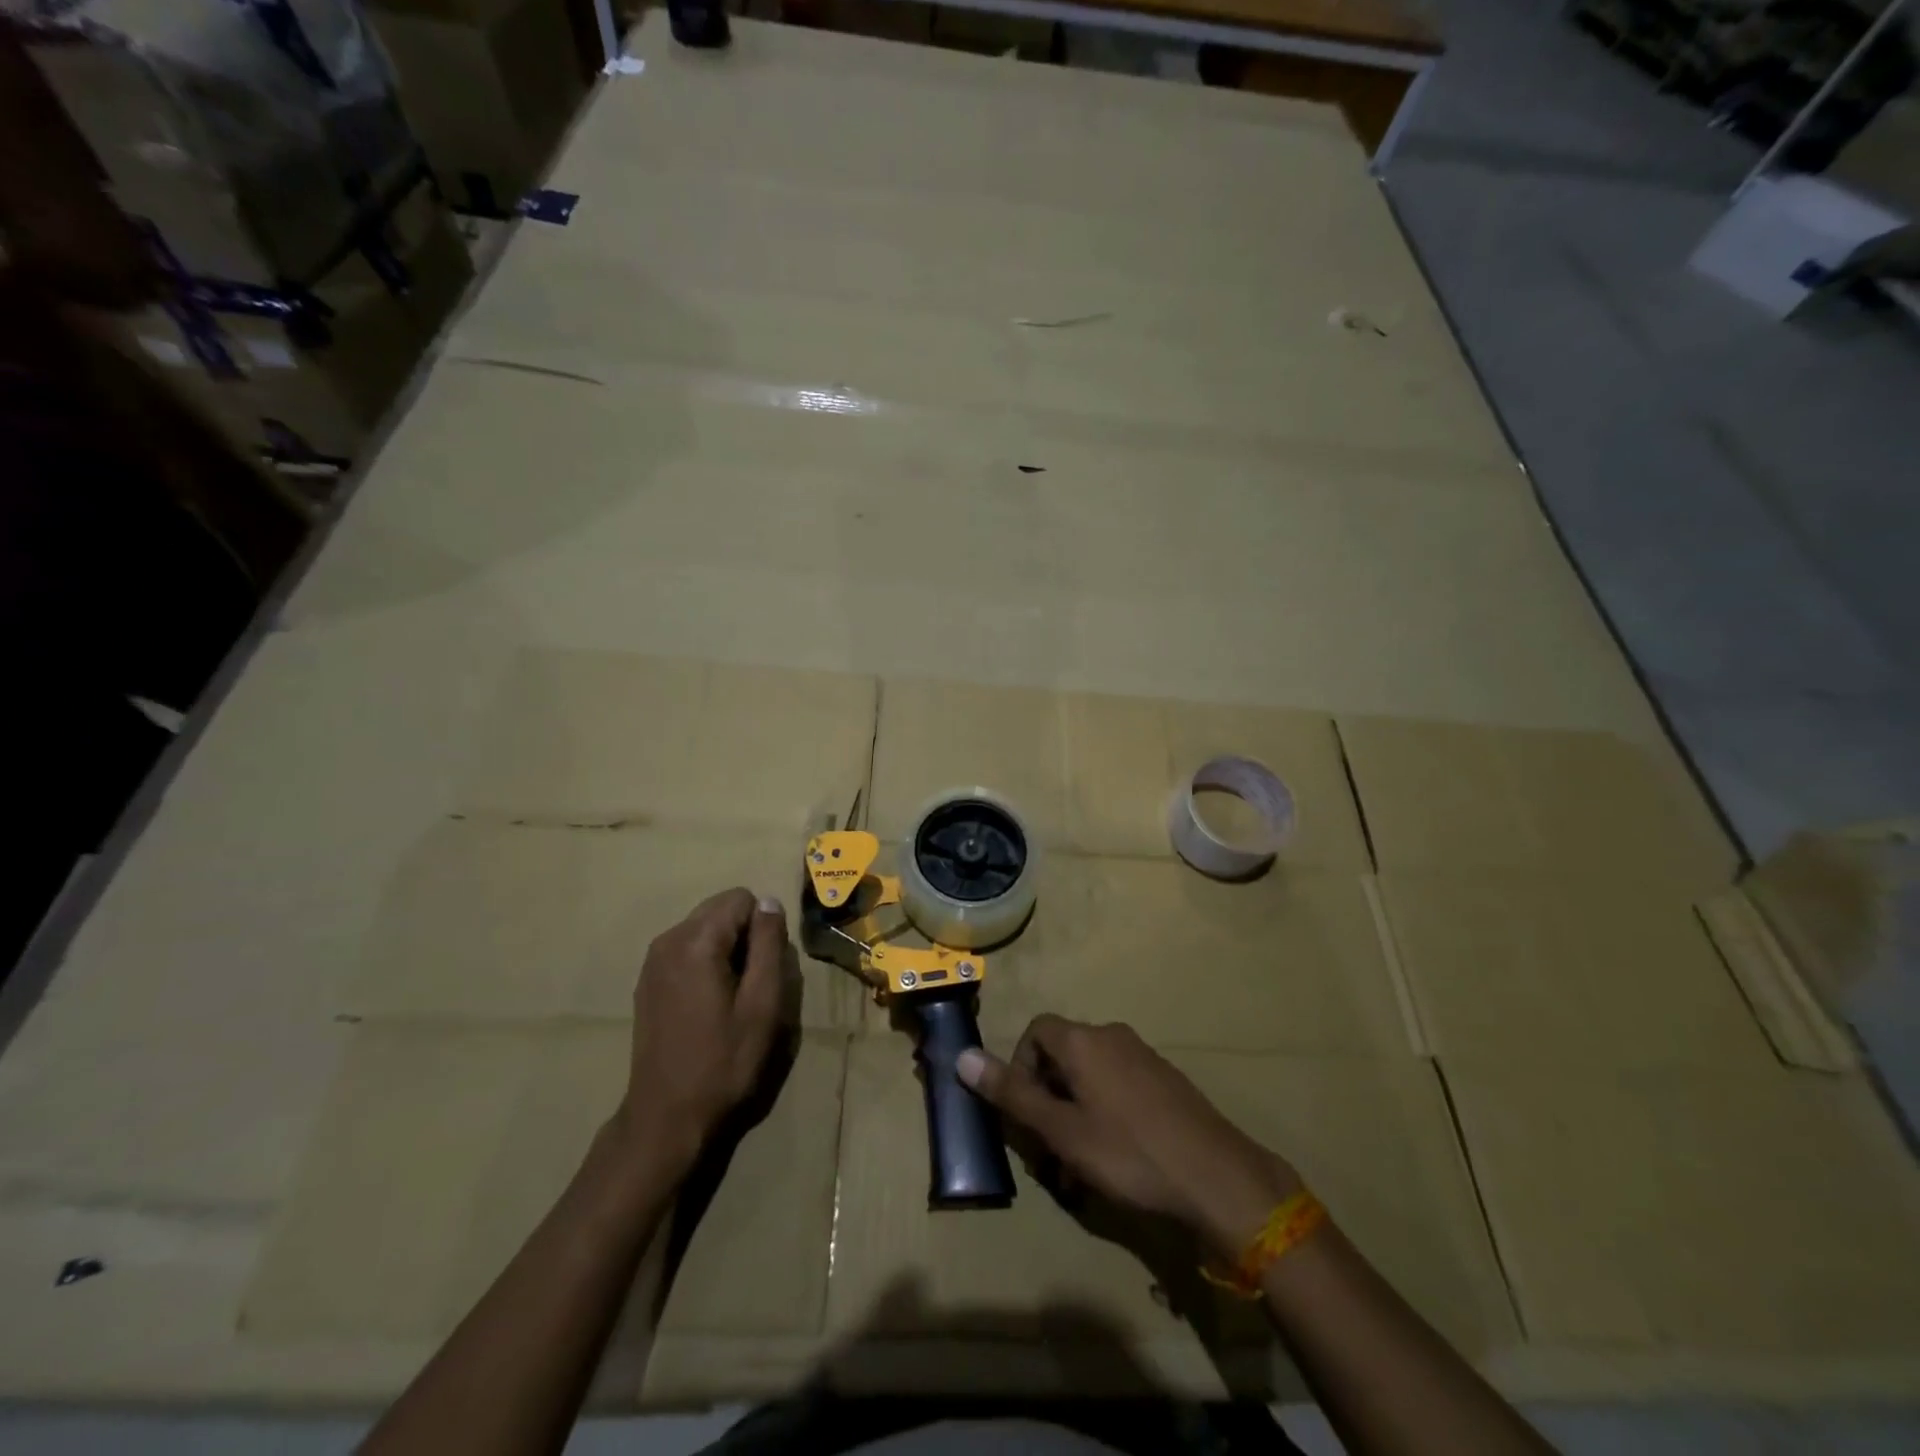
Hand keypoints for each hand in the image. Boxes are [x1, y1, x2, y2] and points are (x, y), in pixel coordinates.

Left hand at [617, 888, 792, 1166]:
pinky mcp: (647, 980)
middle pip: (720, 908)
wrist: (666, 1117)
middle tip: (751, 983)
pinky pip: (687, 948)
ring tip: (732, 996)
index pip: (741, 898)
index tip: (764, 968)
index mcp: (695, 942)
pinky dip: (706, 961)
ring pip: (704, 927)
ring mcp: (652, 961)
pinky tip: (709, 1003)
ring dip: (726, 948)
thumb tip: (769, 902)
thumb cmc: (723, 1061)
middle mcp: (668, 940)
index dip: (763, 927)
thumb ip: (769, 945)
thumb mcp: (762, 1004)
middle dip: (744, 934)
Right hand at [958, 1016, 1301, 1257]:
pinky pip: (1120, 1087)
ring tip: (1079, 1166)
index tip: (1024, 1111)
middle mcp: (1112, 1036)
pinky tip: (1115, 1160)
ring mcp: (1143, 1056)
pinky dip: (1105, 1114)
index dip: (1020, 1067)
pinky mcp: (1165, 1080)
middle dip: (1047, 1098)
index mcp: (1084, 1040)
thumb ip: (1012, 1094)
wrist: (1217, 1176)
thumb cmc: (1129, 1152)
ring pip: (1092, 1076)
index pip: (1036, 1032)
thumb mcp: (1061, 1130)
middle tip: (1049, 1149)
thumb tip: (962, 1056)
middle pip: (1063, 1055)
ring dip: (1075, 1113)